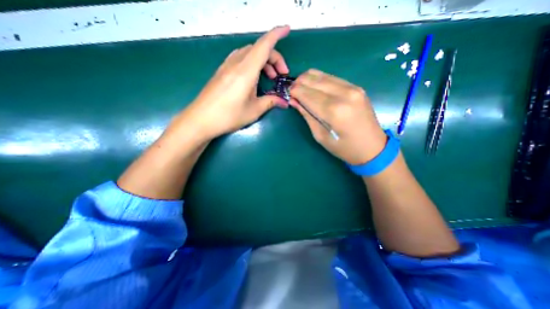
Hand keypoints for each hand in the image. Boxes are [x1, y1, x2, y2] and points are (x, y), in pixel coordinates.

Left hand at [178, 25, 291, 140]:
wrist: (201, 119)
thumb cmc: (229, 116)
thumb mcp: (253, 111)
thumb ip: (270, 102)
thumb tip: (284, 102)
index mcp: (246, 71)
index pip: (264, 46)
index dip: (276, 35)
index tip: (287, 30)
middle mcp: (236, 63)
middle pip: (258, 49)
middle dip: (273, 57)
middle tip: (280, 75)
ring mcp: (226, 66)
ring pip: (249, 53)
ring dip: (262, 60)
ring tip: (269, 77)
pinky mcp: (221, 71)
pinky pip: (240, 58)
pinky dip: (252, 63)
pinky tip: (253, 77)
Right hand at [288, 69, 384, 164]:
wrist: (372, 148)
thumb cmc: (343, 148)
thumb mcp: (320, 136)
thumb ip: (307, 115)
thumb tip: (294, 101)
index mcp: (334, 111)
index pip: (307, 94)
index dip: (294, 92)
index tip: (287, 93)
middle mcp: (344, 94)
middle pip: (314, 81)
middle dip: (299, 83)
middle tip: (292, 90)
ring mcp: (352, 88)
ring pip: (323, 75)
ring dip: (308, 79)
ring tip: (301, 88)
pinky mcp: (356, 87)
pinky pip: (332, 78)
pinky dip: (320, 80)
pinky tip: (314, 87)